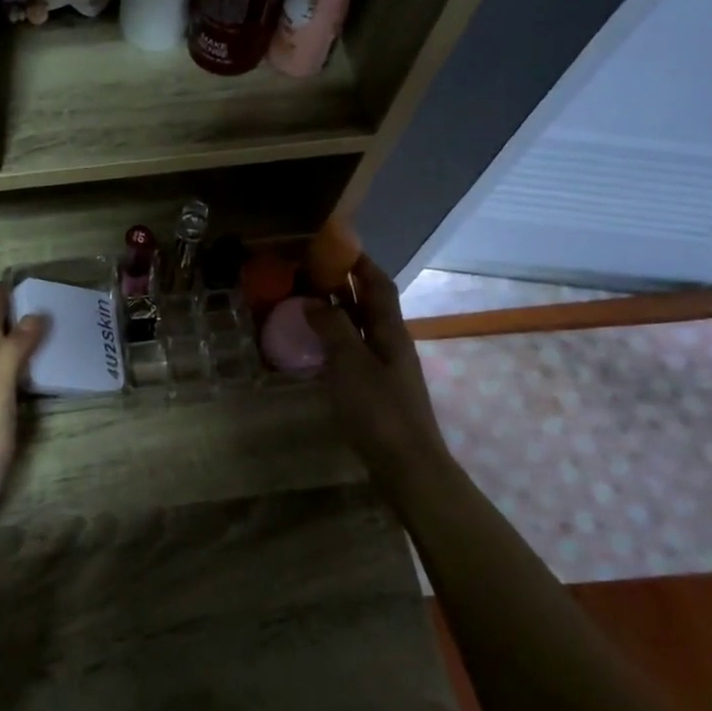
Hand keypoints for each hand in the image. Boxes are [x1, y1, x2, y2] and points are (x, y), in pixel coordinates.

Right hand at [304, 255, 450, 475]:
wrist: (407, 465)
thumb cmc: (379, 411)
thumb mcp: (351, 364)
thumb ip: (333, 329)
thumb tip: (313, 300)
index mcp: (390, 331)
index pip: (378, 285)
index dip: (360, 263)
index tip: (334, 245)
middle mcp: (391, 343)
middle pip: (369, 305)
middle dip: (343, 285)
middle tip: (308, 273)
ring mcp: (384, 368)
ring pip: (360, 329)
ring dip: (337, 313)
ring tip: (304, 303)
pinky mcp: (375, 390)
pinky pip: (353, 352)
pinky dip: (334, 341)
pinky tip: (314, 347)